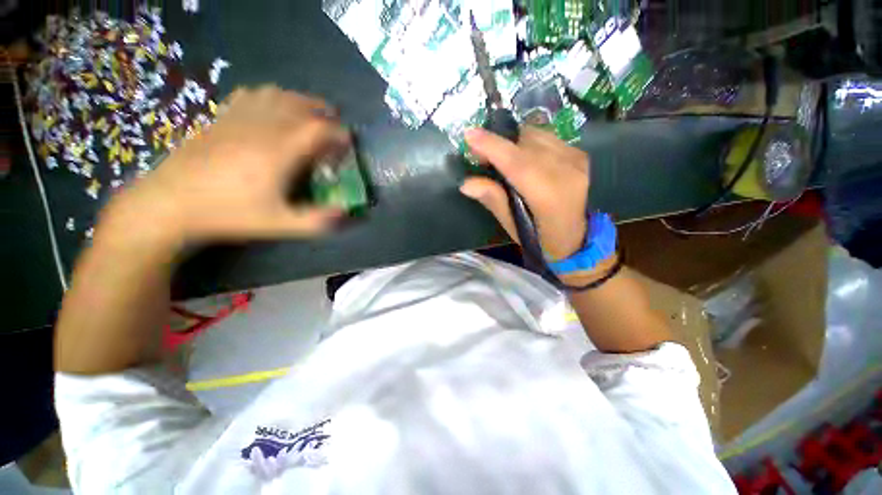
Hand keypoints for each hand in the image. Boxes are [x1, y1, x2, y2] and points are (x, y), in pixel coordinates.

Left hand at [100, 86, 348, 247]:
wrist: (170, 203)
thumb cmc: (229, 214)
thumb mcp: (279, 225)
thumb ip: (316, 220)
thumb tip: (346, 213)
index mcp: (279, 151)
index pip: (318, 129)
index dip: (339, 133)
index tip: (348, 143)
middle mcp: (262, 127)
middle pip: (299, 105)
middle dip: (324, 113)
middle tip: (334, 127)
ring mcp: (238, 118)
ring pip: (276, 95)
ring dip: (299, 101)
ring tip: (309, 114)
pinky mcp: (221, 118)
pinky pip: (250, 95)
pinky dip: (270, 97)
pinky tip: (272, 108)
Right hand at [460, 126, 589, 260]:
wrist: (575, 238)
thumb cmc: (539, 238)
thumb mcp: (512, 225)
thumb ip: (492, 199)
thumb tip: (466, 184)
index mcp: (548, 197)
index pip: (517, 164)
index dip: (493, 147)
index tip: (469, 134)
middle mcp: (566, 172)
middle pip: (526, 143)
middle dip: (499, 143)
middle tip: (481, 155)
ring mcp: (576, 161)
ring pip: (537, 135)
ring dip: (514, 142)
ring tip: (502, 157)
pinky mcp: (580, 155)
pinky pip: (547, 138)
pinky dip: (529, 144)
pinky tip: (523, 159)